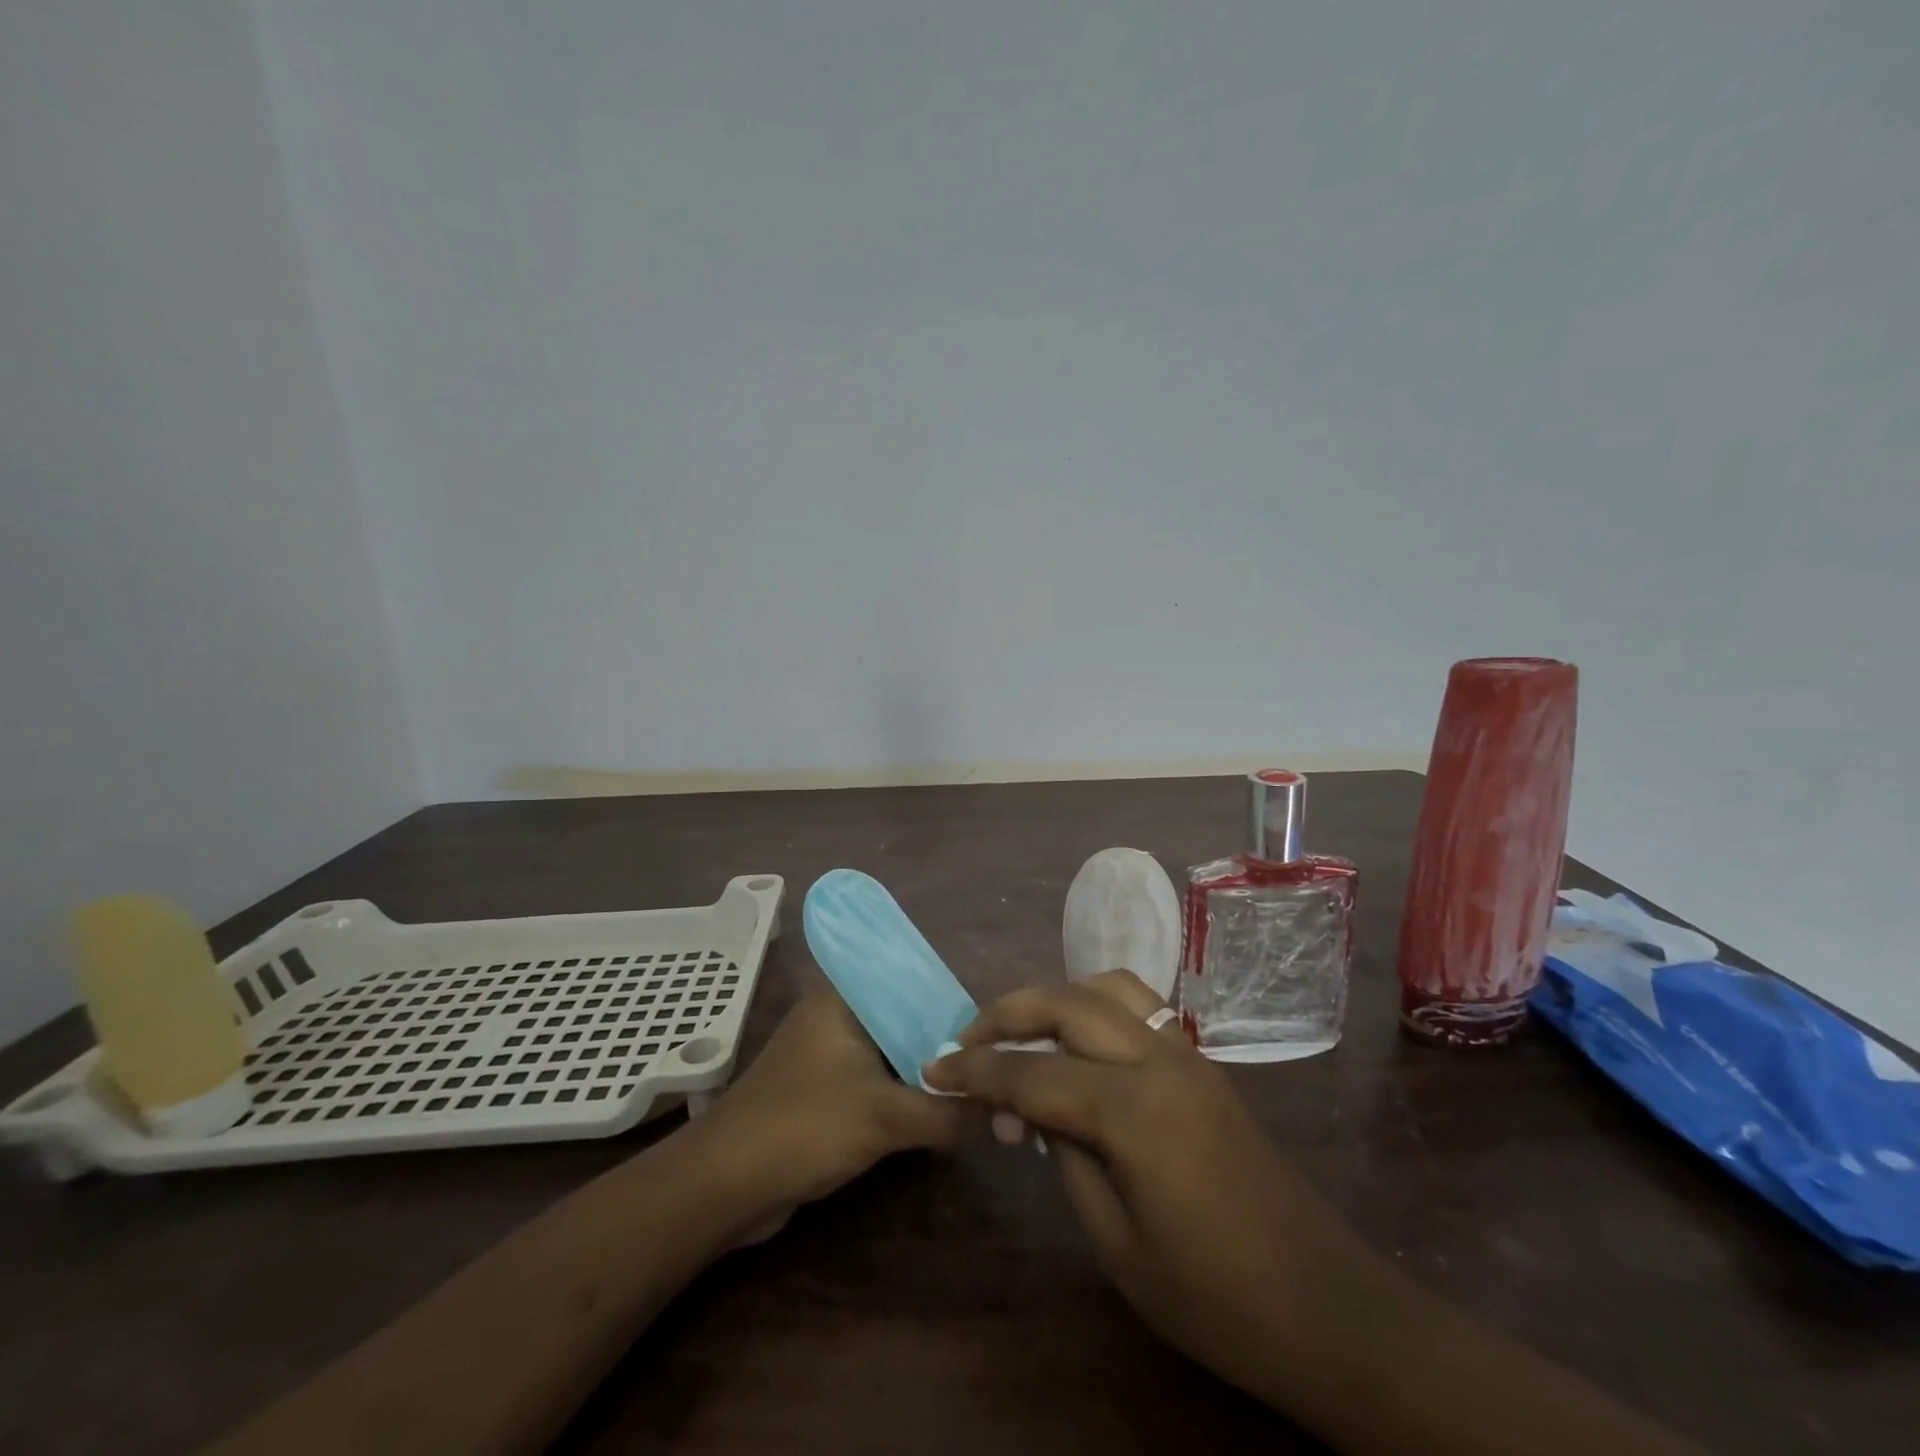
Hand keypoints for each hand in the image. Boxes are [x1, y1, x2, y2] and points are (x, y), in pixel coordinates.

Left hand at [690, 986, 972, 1241]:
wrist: (725, 1186)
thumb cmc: (804, 1126)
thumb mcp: (886, 1116)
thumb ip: (949, 1112)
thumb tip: (1006, 1111)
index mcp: (844, 996)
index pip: (909, 975)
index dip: (951, 994)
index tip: (993, 1018)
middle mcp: (837, 1014)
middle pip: (905, 1015)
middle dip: (945, 1037)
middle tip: (995, 1053)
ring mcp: (829, 1053)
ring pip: (892, 1050)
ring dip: (927, 1068)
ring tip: (980, 1077)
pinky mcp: (826, 1090)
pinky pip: (878, 1079)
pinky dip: (906, 1091)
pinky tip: (943, 1107)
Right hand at [922, 972, 1378, 1401]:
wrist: (1326, 1307)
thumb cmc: (1214, 1297)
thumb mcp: (1117, 1243)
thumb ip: (1065, 1156)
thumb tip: (1027, 1108)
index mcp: (1134, 1109)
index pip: (1033, 1074)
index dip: (977, 1071)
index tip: (934, 1070)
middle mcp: (1158, 1059)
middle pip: (1066, 1004)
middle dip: (1006, 1014)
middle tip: (965, 1041)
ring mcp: (1186, 1053)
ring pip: (1105, 987)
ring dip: (1053, 998)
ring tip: (1020, 1032)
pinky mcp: (1201, 1063)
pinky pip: (1137, 1007)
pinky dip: (1092, 1007)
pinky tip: (1076, 1044)